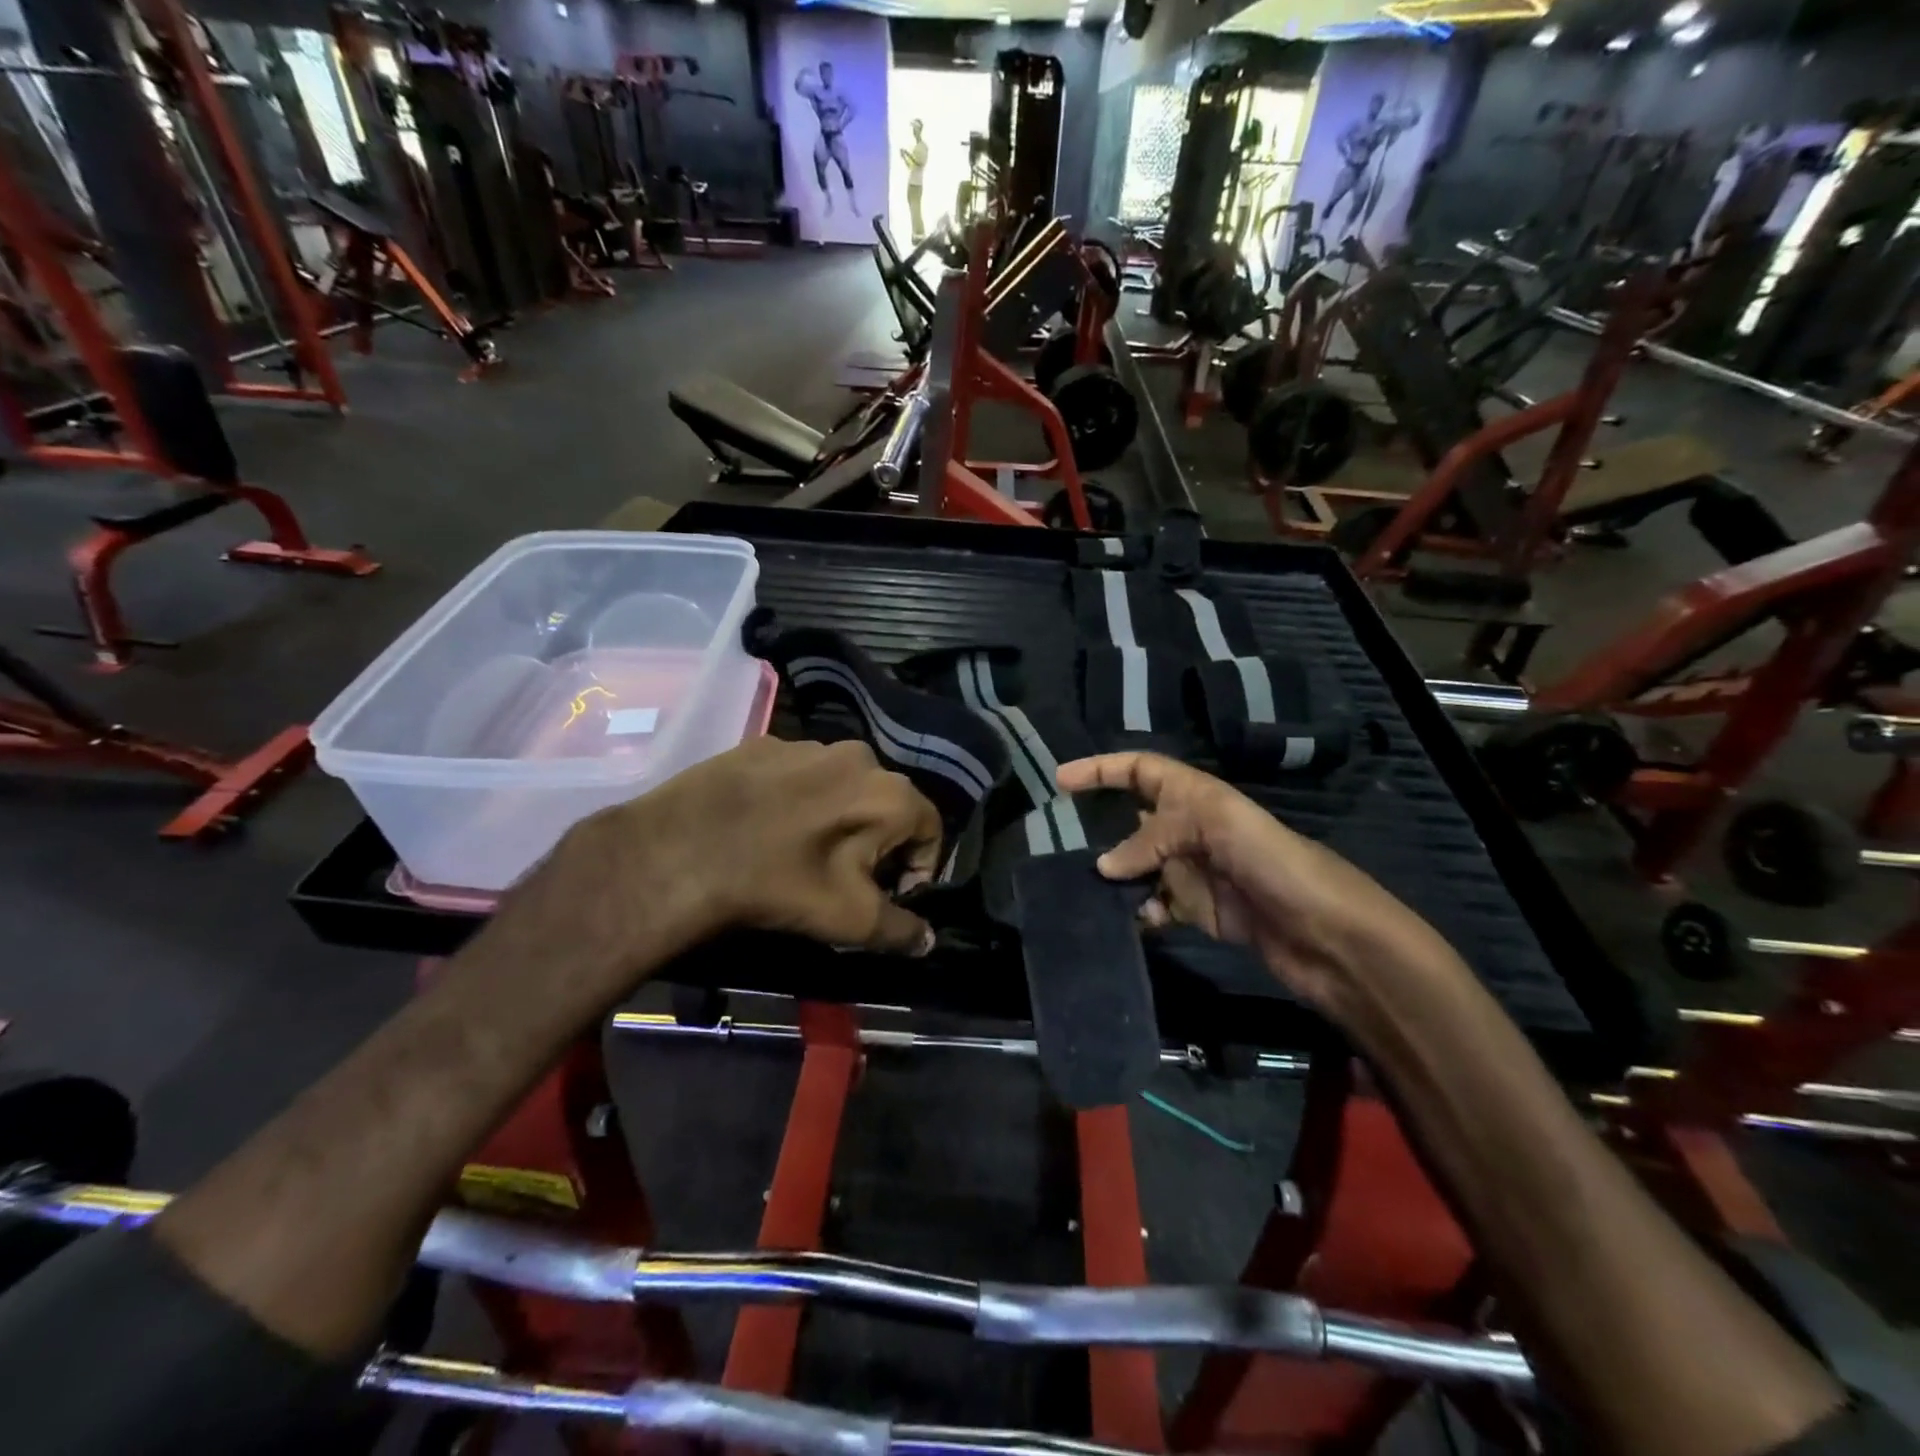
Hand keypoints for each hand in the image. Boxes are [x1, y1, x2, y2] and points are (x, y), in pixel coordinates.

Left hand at [546, 736, 941, 971]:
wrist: (680, 851)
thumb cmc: (781, 884)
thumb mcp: (850, 919)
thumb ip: (902, 930)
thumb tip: (928, 940)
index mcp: (890, 792)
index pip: (930, 829)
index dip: (918, 868)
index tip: (889, 895)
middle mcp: (859, 755)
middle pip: (887, 804)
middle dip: (878, 841)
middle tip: (847, 876)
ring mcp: (808, 744)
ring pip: (843, 785)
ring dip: (839, 816)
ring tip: (804, 850)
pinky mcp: (765, 743)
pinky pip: (800, 773)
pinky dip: (798, 798)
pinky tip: (768, 826)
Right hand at [1056, 753, 1455, 1022]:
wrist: (1331, 937)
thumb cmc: (1278, 864)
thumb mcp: (1217, 829)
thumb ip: (1155, 839)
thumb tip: (1103, 866)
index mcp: (1198, 797)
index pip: (1141, 770)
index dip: (1101, 770)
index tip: (1060, 780)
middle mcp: (1192, 829)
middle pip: (1133, 820)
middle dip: (1099, 827)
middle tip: (1060, 846)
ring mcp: (1195, 872)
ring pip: (1139, 867)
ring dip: (1116, 877)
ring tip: (1089, 891)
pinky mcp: (1200, 912)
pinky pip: (1156, 905)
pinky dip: (1139, 911)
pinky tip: (1134, 921)